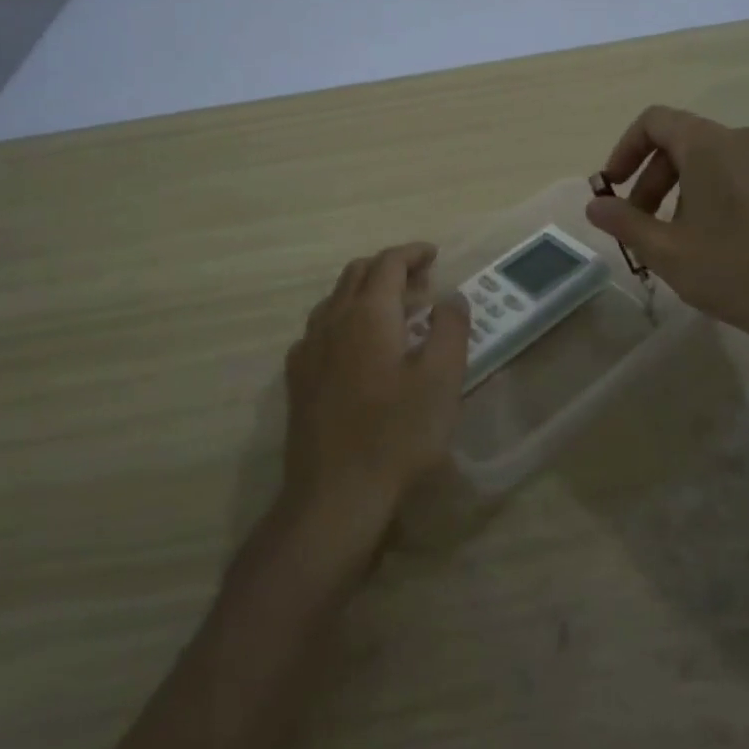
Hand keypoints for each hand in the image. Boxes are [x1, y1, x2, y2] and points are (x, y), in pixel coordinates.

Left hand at [282, 243, 470, 551]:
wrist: (334, 495)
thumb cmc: (397, 434)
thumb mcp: (442, 379)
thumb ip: (450, 328)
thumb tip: (450, 297)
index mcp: (368, 313)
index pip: (388, 263)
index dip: (412, 253)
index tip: (434, 255)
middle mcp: (332, 320)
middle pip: (357, 274)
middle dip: (390, 268)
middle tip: (421, 283)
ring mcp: (308, 350)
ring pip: (336, 300)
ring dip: (367, 293)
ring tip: (397, 313)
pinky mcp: (298, 379)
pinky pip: (321, 329)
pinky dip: (346, 320)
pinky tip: (359, 349)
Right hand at [586, 106, 748, 350]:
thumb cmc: (734, 270)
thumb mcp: (666, 250)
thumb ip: (624, 222)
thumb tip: (594, 205)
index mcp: (709, 144)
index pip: (655, 121)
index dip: (626, 150)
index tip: (614, 187)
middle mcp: (745, 140)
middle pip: (684, 142)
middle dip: (653, 179)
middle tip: (641, 223)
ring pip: (716, 161)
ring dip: (685, 190)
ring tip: (681, 239)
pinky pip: (746, 176)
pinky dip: (719, 196)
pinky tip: (723, 242)